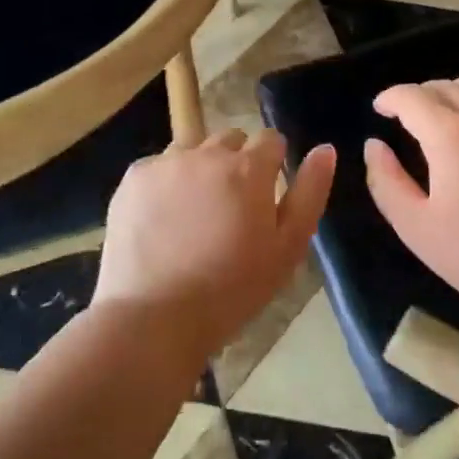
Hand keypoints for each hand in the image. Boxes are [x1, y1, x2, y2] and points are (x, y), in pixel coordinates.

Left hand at [96, 128, 335, 358]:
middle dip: (235, 164)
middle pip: (230, 140)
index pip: (271, 140)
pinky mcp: (134, 178)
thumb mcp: (288, 248)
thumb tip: (325, 148)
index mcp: (249, 168)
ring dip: (199, 170)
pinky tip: (161, 222)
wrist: (154, 318)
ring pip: (192, 151)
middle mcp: (207, 153)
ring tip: (192, 216)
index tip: (265, 195)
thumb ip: (310, 192)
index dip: (272, 164)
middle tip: (229, 209)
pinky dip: (164, 185)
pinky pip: (158, 167)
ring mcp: (166, 163)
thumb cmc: (232, 290)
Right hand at [364, 78, 458, 322]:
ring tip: (447, 115)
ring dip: (454, 93)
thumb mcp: (414, 225)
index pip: (412, 96)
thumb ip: (385, 180)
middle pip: (444, 86)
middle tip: (409, 119)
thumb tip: (374, 144)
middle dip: (419, 97)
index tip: (381, 109)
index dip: (390, 98)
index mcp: (451, 135)